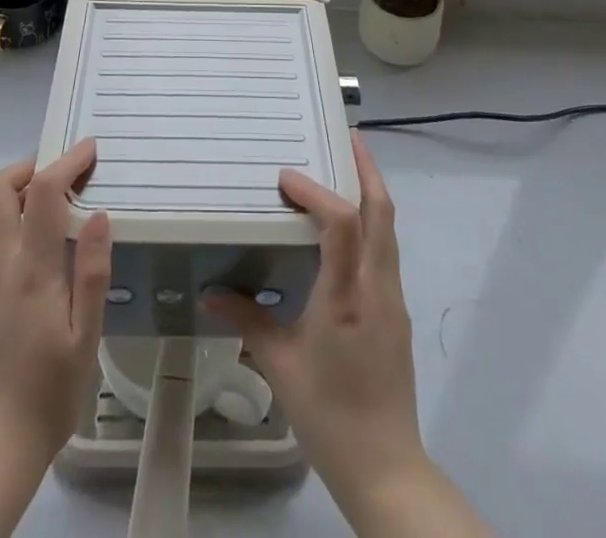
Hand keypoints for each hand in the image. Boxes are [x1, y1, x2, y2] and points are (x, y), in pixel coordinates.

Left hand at [0, 142, 111, 537]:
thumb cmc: (48, 396)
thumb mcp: (86, 339)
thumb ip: (93, 272)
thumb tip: (98, 215)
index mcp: (31, 272)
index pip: (44, 194)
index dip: (67, 162)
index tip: (89, 149)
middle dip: (29, 168)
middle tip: (60, 176)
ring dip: (11, 193)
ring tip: (43, 207)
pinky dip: (1, 223)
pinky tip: (24, 250)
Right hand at [206, 132, 424, 505]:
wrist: (386, 468)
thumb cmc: (328, 414)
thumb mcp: (280, 366)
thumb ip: (246, 320)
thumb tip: (208, 292)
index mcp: (347, 296)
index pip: (341, 224)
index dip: (316, 191)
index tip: (286, 177)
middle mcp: (376, 287)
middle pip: (382, 213)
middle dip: (366, 169)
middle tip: (346, 137)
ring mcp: (392, 299)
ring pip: (389, 229)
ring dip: (372, 192)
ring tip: (348, 168)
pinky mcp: (396, 313)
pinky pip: (386, 251)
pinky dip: (371, 223)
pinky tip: (349, 228)